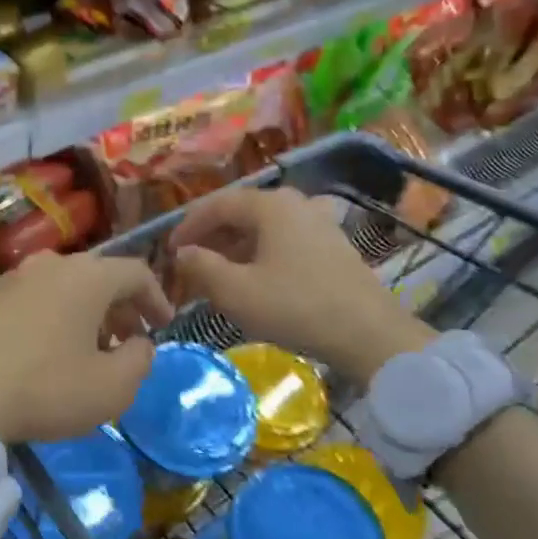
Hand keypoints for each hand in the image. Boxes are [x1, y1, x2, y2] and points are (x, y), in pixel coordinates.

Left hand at [0, 251, 173, 443]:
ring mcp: (11, 279)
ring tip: (89, 351)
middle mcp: (49, 265)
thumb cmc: (44, 388)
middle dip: (120, 308)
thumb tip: (140, 343)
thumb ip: (140, 360)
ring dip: (85, 314)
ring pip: (63, 288)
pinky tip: (46, 353)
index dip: (157, 298)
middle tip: (129, 342)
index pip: (136, 272)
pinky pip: (32, 301)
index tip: (164, 326)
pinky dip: (52, 319)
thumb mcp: (112, 388)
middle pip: (98, 277)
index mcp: (87, 276)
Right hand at [168, 187, 433, 384]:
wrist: (368, 334)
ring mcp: (318, 223)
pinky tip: (253, 280)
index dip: (188, 226)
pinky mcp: (332, 246)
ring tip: (216, 274)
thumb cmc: (295, 307)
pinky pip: (283, 241)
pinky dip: (259, 254)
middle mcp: (295, 204)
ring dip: (234, 247)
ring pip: (262, 228)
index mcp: (270, 205)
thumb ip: (201, 267)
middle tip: (190, 262)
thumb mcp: (235, 291)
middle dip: (210, 237)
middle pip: (241, 213)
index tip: (169, 251)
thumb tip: (182, 254)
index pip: (216, 205)